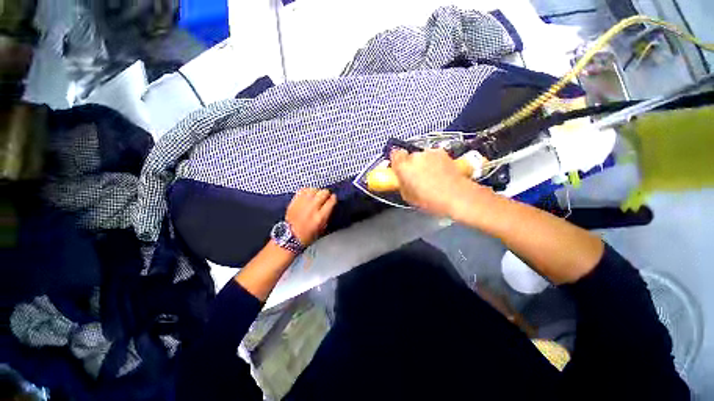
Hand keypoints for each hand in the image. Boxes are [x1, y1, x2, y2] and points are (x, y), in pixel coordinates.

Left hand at [285, 188, 336, 245]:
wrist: (290, 236)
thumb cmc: (308, 235)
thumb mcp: (322, 227)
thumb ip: (327, 214)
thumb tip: (331, 203)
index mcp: (320, 217)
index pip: (331, 201)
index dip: (334, 198)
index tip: (333, 198)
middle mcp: (312, 208)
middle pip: (323, 193)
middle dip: (326, 194)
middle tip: (325, 197)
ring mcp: (302, 203)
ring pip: (314, 189)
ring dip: (317, 191)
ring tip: (316, 195)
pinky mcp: (294, 201)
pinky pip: (303, 190)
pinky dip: (307, 191)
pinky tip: (308, 194)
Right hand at [390, 148, 479, 216]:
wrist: (458, 197)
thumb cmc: (432, 200)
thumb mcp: (408, 197)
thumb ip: (402, 184)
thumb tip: (402, 181)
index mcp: (404, 166)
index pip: (394, 155)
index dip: (396, 162)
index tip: (398, 169)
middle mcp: (416, 156)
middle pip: (409, 156)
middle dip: (411, 165)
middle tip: (415, 178)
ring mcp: (431, 153)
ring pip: (422, 156)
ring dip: (423, 164)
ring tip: (430, 178)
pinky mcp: (444, 153)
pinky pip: (434, 157)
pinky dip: (435, 163)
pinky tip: (440, 174)